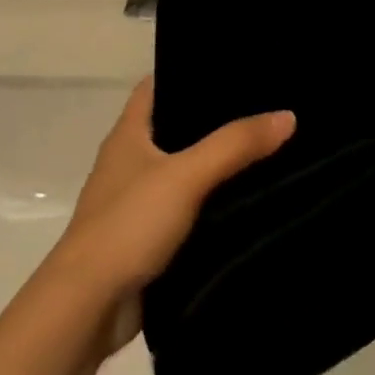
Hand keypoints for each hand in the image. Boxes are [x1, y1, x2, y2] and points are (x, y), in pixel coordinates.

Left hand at [46, 77, 294, 349]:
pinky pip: (186, 209)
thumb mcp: (187, 176)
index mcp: (128, 135)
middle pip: (174, 127)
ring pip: (184, 170)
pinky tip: (246, 199)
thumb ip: (235, 144)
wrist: (86, 309)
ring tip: (266, 146)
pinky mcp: (146, 238)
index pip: (157, 85)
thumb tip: (288, 116)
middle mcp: (129, 162)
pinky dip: (211, 203)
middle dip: (214, 118)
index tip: (232, 65)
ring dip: (216, 164)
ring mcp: (136, 202)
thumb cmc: (128, 225)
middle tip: (264, 105)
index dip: (188, 70)